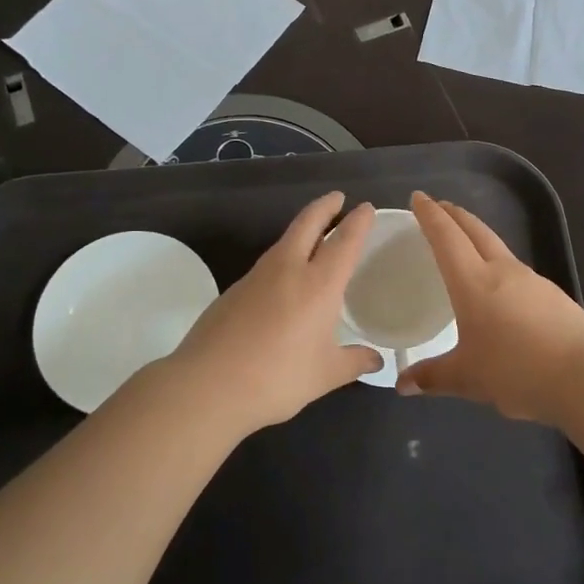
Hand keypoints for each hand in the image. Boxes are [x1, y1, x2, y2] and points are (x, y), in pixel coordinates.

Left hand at [161, 191, 381, 432]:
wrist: (207, 385)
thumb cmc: (276, 378)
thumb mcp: (324, 375)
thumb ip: (353, 362)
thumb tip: (376, 360)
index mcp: (318, 284)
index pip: (344, 241)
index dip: (358, 222)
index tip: (366, 207)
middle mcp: (288, 269)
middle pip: (308, 223)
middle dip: (325, 207)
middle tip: (338, 198)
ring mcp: (256, 276)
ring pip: (285, 240)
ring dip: (303, 229)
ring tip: (316, 235)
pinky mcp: (234, 289)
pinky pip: (268, 263)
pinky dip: (284, 256)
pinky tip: (285, 278)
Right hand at [396, 191, 583, 423]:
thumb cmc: (517, 371)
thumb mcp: (468, 379)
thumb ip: (433, 377)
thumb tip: (402, 384)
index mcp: (474, 282)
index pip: (446, 237)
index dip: (430, 215)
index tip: (418, 197)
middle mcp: (502, 271)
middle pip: (475, 231)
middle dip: (454, 215)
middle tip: (439, 207)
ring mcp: (532, 280)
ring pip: (498, 247)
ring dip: (478, 236)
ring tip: (465, 244)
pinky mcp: (553, 295)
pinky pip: (516, 269)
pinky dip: (498, 264)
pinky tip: (500, 285)